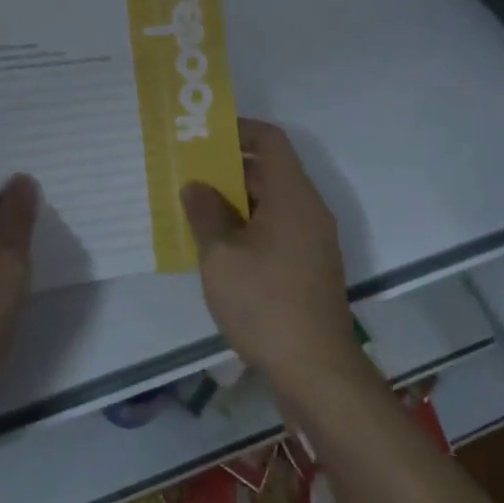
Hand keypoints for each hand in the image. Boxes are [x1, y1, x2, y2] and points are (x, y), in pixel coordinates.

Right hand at [182, 119, 365, 399]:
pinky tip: (216, 248)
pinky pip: (276, 230)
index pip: (270, 140)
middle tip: (187, 173)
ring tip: (194, 209)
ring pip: (270, 203)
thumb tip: (196, 186)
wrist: (316, 372)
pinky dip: (247, 228)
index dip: (239, 129)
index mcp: (293, 196)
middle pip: (269, 171)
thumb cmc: (266, 303)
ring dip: (234, 202)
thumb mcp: (222, 256)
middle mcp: (308, 210)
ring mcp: (311, 241)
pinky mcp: (308, 269)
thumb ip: (206, 214)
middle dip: (227, 169)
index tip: (204, 136)